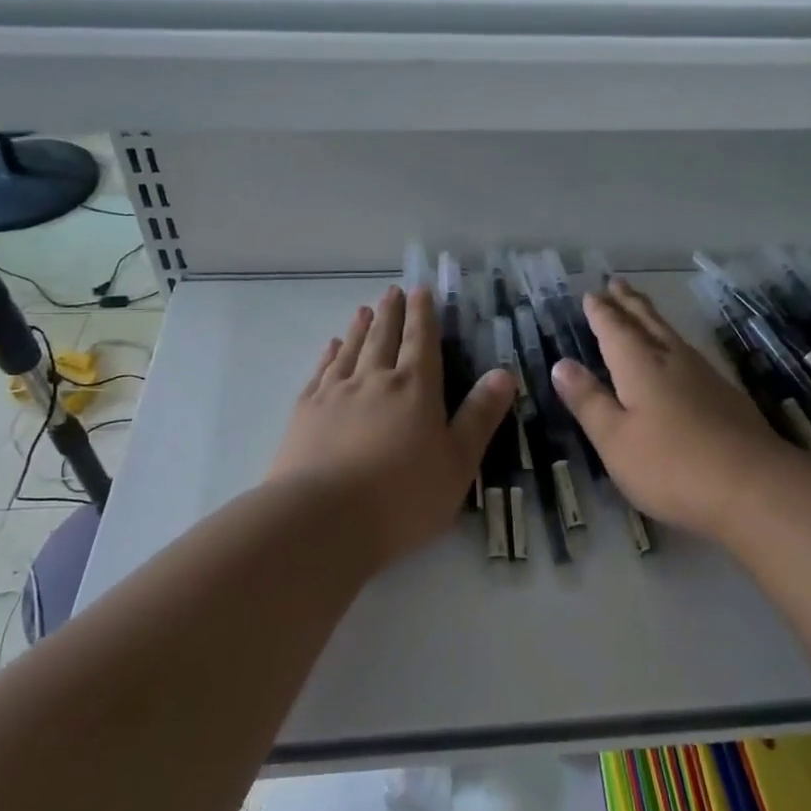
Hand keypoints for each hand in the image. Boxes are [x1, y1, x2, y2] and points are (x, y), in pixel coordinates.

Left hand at [269, 284, 513, 567]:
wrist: (322, 520)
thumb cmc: (402, 497)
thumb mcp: (457, 463)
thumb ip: (479, 416)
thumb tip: (505, 373)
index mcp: (415, 389)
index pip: (422, 341)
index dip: (423, 314)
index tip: (420, 290)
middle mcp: (374, 380)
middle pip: (384, 337)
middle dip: (392, 312)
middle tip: (392, 291)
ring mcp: (335, 393)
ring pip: (351, 349)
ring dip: (360, 327)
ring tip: (364, 310)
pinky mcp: (305, 412)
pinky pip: (321, 372)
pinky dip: (329, 355)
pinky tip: (331, 348)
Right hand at [552, 279, 803, 542]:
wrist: (755, 486)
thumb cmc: (671, 465)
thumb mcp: (615, 439)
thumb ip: (589, 401)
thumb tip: (562, 364)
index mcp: (639, 366)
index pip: (614, 330)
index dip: (601, 313)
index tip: (591, 294)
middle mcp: (672, 360)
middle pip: (647, 322)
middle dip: (628, 303)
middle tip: (617, 283)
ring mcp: (704, 376)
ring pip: (671, 335)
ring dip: (652, 318)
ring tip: (642, 310)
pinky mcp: (726, 395)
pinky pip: (689, 354)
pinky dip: (673, 343)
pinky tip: (679, 356)